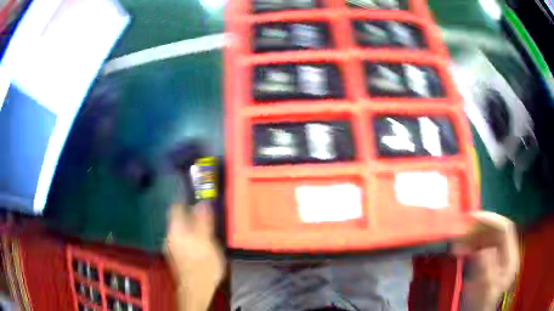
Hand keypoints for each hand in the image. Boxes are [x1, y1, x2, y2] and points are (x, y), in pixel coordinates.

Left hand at [165, 203, 224, 310]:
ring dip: (191, 228)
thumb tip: (202, 203)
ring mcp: (171, 247)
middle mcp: (169, 236)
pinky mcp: (175, 257)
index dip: (186, 200)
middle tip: (206, 217)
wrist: (196, 288)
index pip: (176, 207)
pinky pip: (182, 241)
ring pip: (181, 231)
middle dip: (191, 216)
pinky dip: (190, 239)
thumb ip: (204, 221)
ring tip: (205, 232)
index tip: (197, 198)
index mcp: (176, 229)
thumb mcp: (207, 240)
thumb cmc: (203, 263)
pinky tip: (200, 246)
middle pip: (178, 220)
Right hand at [454, 212, 519, 310]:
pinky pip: (481, 246)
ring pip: (488, 238)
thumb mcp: (484, 289)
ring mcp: (498, 258)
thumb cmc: (481, 304)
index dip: (491, 220)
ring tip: (458, 242)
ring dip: (473, 237)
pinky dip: (471, 245)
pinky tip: (461, 250)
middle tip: (462, 230)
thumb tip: (483, 248)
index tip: (473, 218)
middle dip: (479, 228)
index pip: (505, 229)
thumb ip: (486, 269)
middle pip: (496, 231)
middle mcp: (507, 254)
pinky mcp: (489, 262)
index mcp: (510, 259)